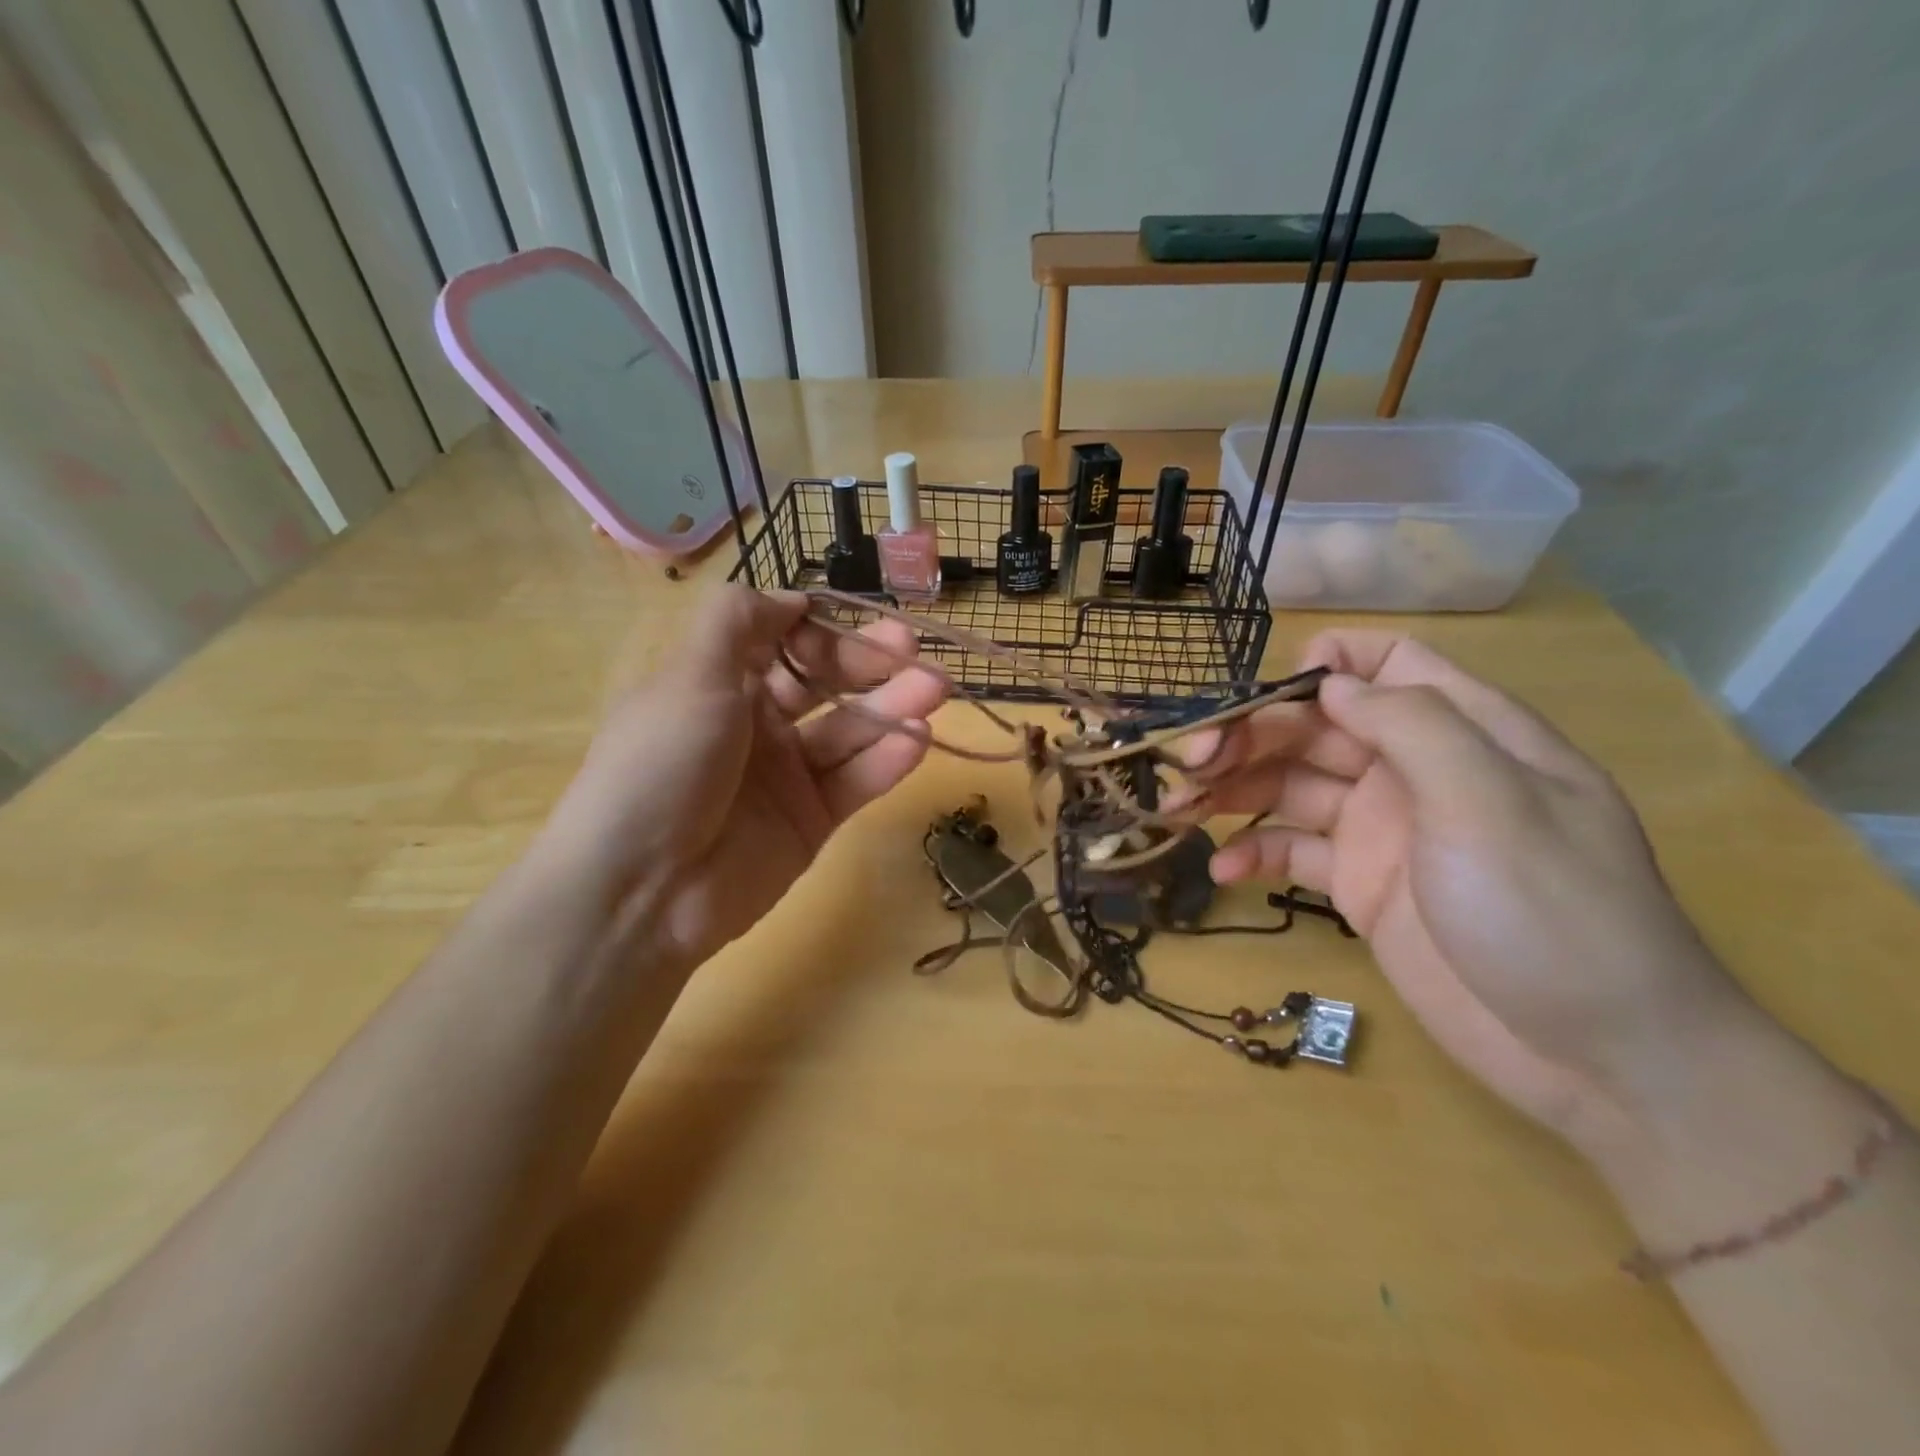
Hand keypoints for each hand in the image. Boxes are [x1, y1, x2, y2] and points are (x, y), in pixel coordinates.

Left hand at [535, 586, 946, 966]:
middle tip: (915, 653)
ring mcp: (788, 775)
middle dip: (870, 663)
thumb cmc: (661, 764)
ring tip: (934, 690)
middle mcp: (756, 724)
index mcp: (720, 683)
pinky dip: (888, 760)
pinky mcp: (812, 820)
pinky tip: (918, 739)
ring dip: (893, 708)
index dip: (823, 630)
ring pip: (850, 731)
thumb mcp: (689, 674)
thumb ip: (740, 620)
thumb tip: (792, 598)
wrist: (641, 890)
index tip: (859, 620)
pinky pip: (856, 781)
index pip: (784, 642)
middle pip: (826, 683)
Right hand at [1187, 631, 1743, 1149]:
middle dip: (1251, 735)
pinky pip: (1294, 852)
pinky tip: (1223, 869)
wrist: (1598, 1058)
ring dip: (1234, 790)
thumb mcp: (1492, 803)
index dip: (1328, 666)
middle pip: (1317, 728)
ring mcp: (1383, 831)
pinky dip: (1255, 853)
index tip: (1270, 693)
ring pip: (1292, 787)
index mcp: (1462, 734)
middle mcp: (1415, 772)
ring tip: (1180, 808)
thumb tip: (1330, 683)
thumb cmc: (1554, 913)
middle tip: (1191, 762)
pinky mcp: (1359, 887)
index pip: (1389, 666)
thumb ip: (1412, 727)